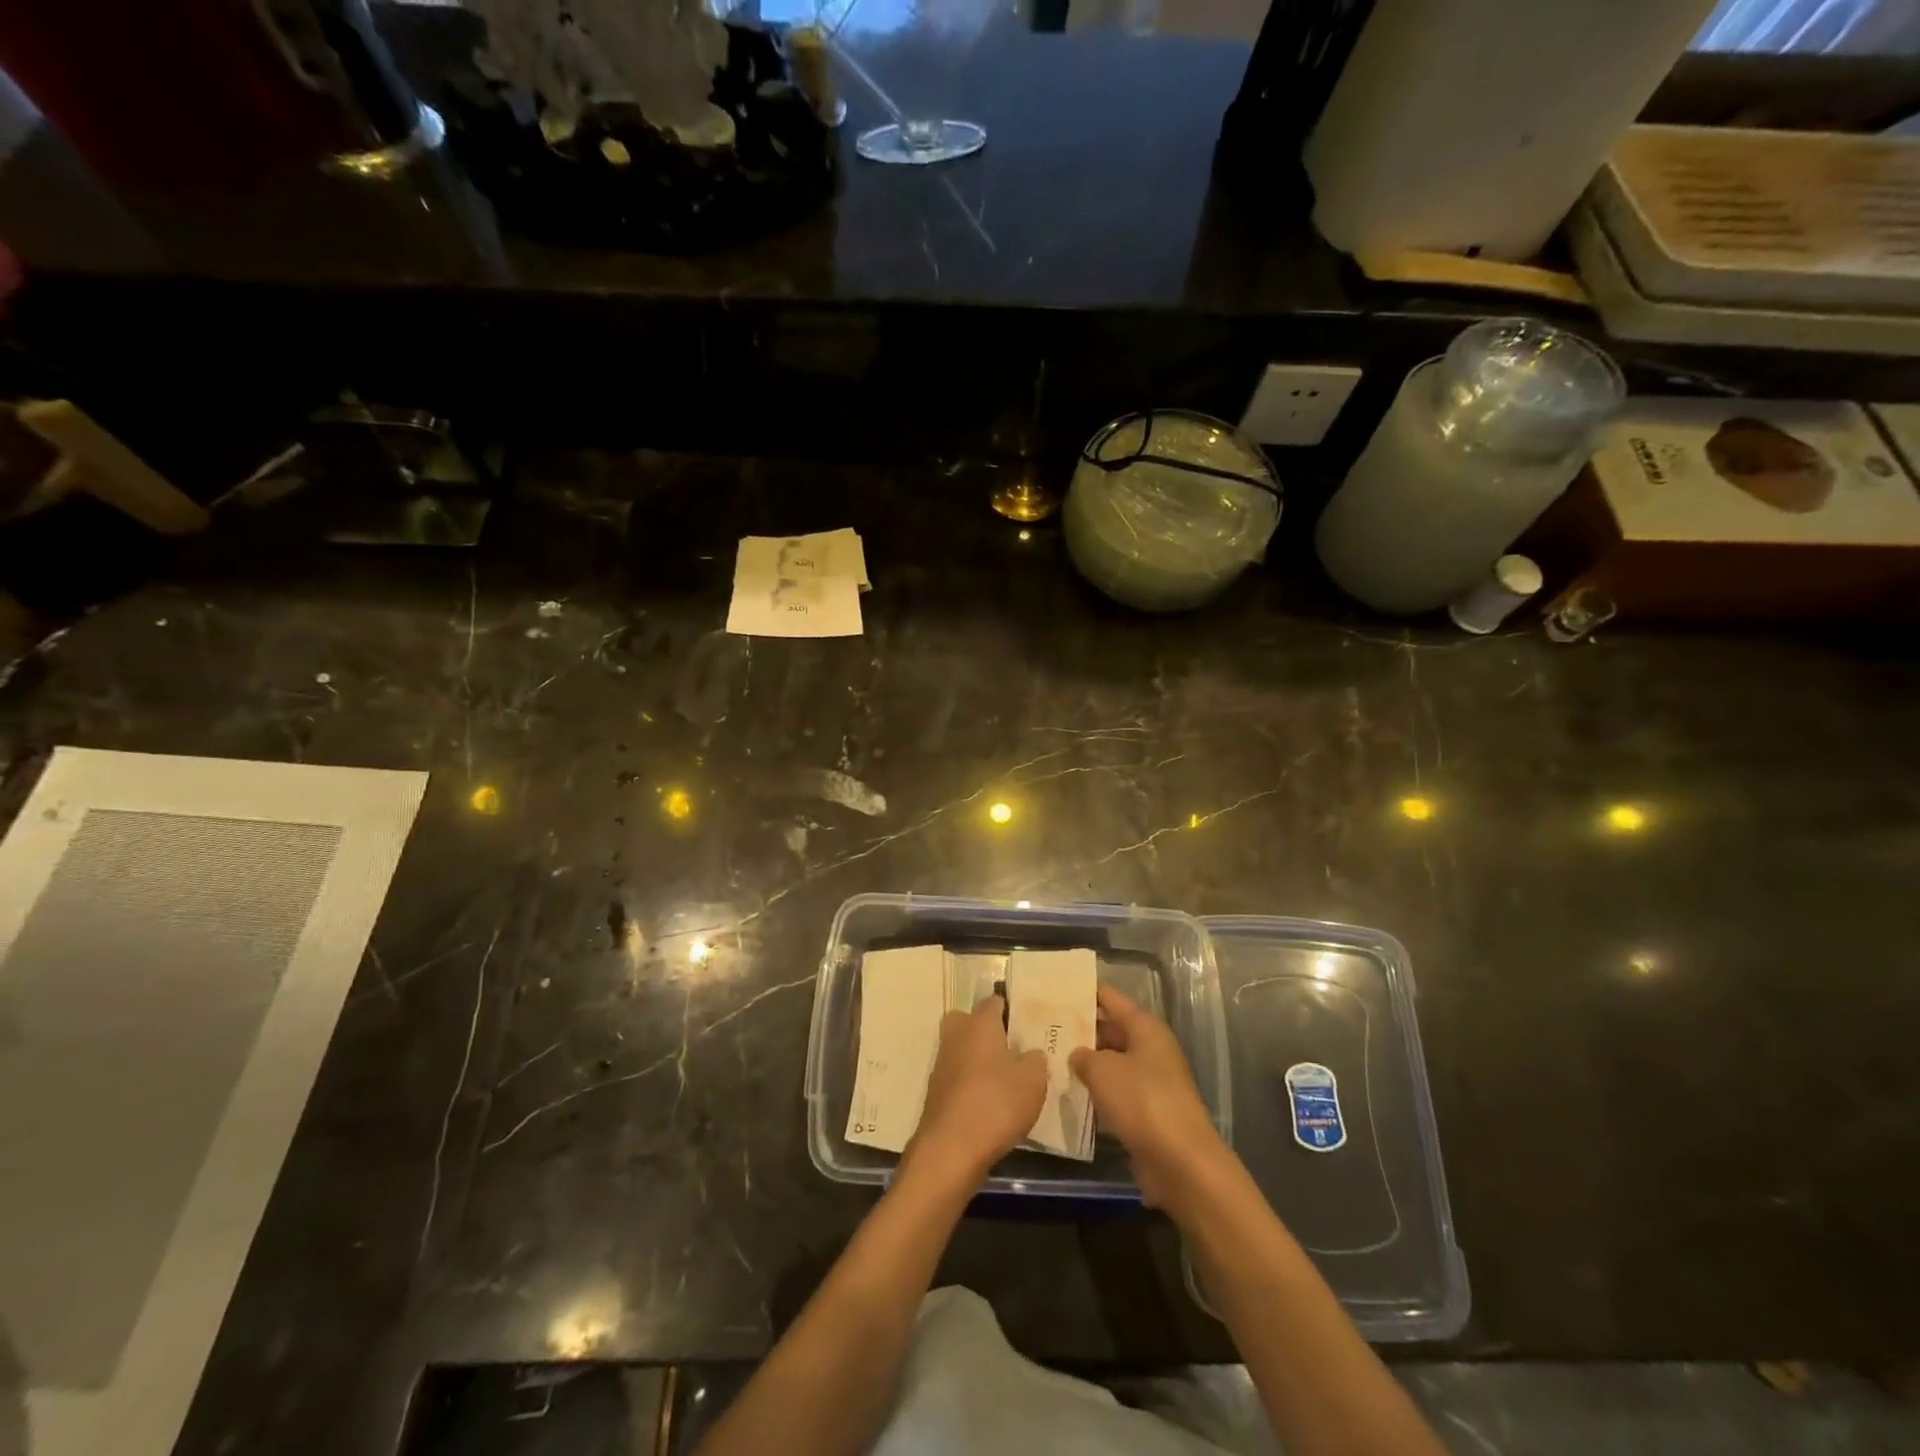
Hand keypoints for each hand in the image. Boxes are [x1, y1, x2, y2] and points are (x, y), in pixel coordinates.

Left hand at [903, 995, 1046, 1188]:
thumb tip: (1030, 1053)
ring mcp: (942, 1063)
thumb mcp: (1034, 1079)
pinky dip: (972, 1085)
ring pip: (964, 1050)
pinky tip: (990, 1104)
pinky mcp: (936, 1092)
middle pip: (972, 1022)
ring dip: (980, 1060)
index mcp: (979, 1022)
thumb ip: (1036, 1059)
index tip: (1029, 1024)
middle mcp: (956, 1034)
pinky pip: (959, 1077)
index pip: (995, 1001)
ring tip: (1007, 1080)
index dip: (1012, 1009)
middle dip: (989, 1032)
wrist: (951, 1149)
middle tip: (1015, 1050)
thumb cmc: (996, 1102)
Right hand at [1069, 984, 1226, 1210]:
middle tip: (1043, 1027)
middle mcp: (1151, 1049)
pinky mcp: (1148, 1112)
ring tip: (1048, 1058)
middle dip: (1080, 1029)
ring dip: (1086, 1063)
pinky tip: (1069, 1092)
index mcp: (1145, 1028)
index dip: (1084, 991)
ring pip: (1112, 1062)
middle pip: (1111, 1029)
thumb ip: (1083, 1056)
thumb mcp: (1102, 1070)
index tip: (1055, 988)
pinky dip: (1096, 1090)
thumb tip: (1077, 1054)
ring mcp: (1151, 1081)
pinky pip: (1116, 1091)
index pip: (1110, 998)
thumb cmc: (1142, 1101)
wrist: (1181, 1163)